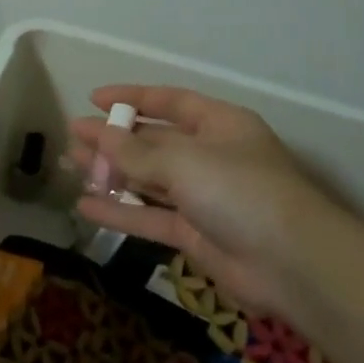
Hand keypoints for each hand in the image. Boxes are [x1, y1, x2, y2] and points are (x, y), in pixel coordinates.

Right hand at [69, 85, 342, 316]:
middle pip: (154, 141)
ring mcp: (203, 196)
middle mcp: (210, 155)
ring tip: (71, 166)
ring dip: (112, 172)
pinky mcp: (195, 233)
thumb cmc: (240, 190)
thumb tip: (97, 134)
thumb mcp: (183, 161)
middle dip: (114, 138)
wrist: (292, 263)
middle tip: (73, 137)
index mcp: (219, 124)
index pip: (170, 102)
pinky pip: (150, 216)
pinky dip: (120, 211)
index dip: (132, 98)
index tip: (93, 99)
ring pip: (148, 179)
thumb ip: (135, 151)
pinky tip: (85, 205)